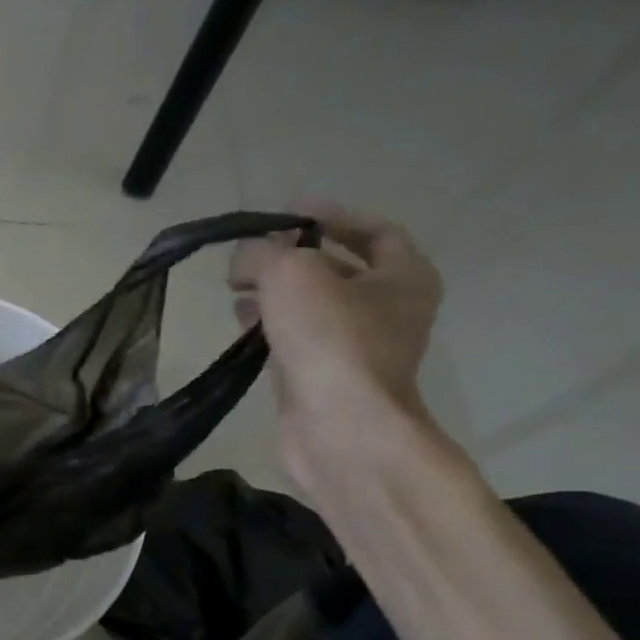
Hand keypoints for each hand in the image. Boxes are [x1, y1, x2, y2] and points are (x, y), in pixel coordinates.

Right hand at [228, 202, 442, 498]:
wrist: (338, 427)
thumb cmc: (330, 340)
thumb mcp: (290, 273)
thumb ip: (262, 252)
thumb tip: (244, 260)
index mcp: (404, 277)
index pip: (373, 230)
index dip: (330, 215)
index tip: (286, 211)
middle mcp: (387, 310)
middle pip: (338, 268)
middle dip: (291, 257)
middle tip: (250, 254)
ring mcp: (355, 348)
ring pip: (311, 306)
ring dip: (274, 292)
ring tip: (235, 287)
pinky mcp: (322, 377)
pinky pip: (294, 339)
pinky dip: (268, 326)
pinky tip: (239, 323)